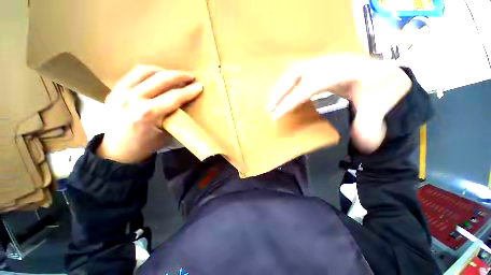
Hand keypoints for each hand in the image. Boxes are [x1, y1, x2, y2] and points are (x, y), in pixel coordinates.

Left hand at [97, 65, 202, 162]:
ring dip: (164, 71)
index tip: (199, 86)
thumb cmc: (146, 145)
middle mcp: (133, 100)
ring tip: (174, 74)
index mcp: (148, 114)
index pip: (174, 97)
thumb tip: (185, 103)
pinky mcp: (114, 90)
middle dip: (179, 76)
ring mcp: (121, 93)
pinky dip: (149, 71)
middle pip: (161, 79)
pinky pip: (134, 74)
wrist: (118, 150)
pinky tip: (157, 74)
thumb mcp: (167, 134)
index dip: (189, 91)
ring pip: (146, 71)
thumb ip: (175, 117)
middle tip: (190, 76)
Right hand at [268, 55, 411, 152]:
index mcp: (348, 70)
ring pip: (295, 71)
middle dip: (280, 91)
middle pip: (297, 72)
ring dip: (281, 87)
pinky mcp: (321, 67)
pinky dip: (287, 85)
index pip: (309, 85)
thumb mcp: (382, 108)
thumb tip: (360, 145)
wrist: (388, 77)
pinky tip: (284, 97)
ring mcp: (325, 62)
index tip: (276, 115)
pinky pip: (298, 74)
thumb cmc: (385, 90)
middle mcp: (332, 62)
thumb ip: (369, 126)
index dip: (291, 100)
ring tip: (273, 104)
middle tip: (269, 109)